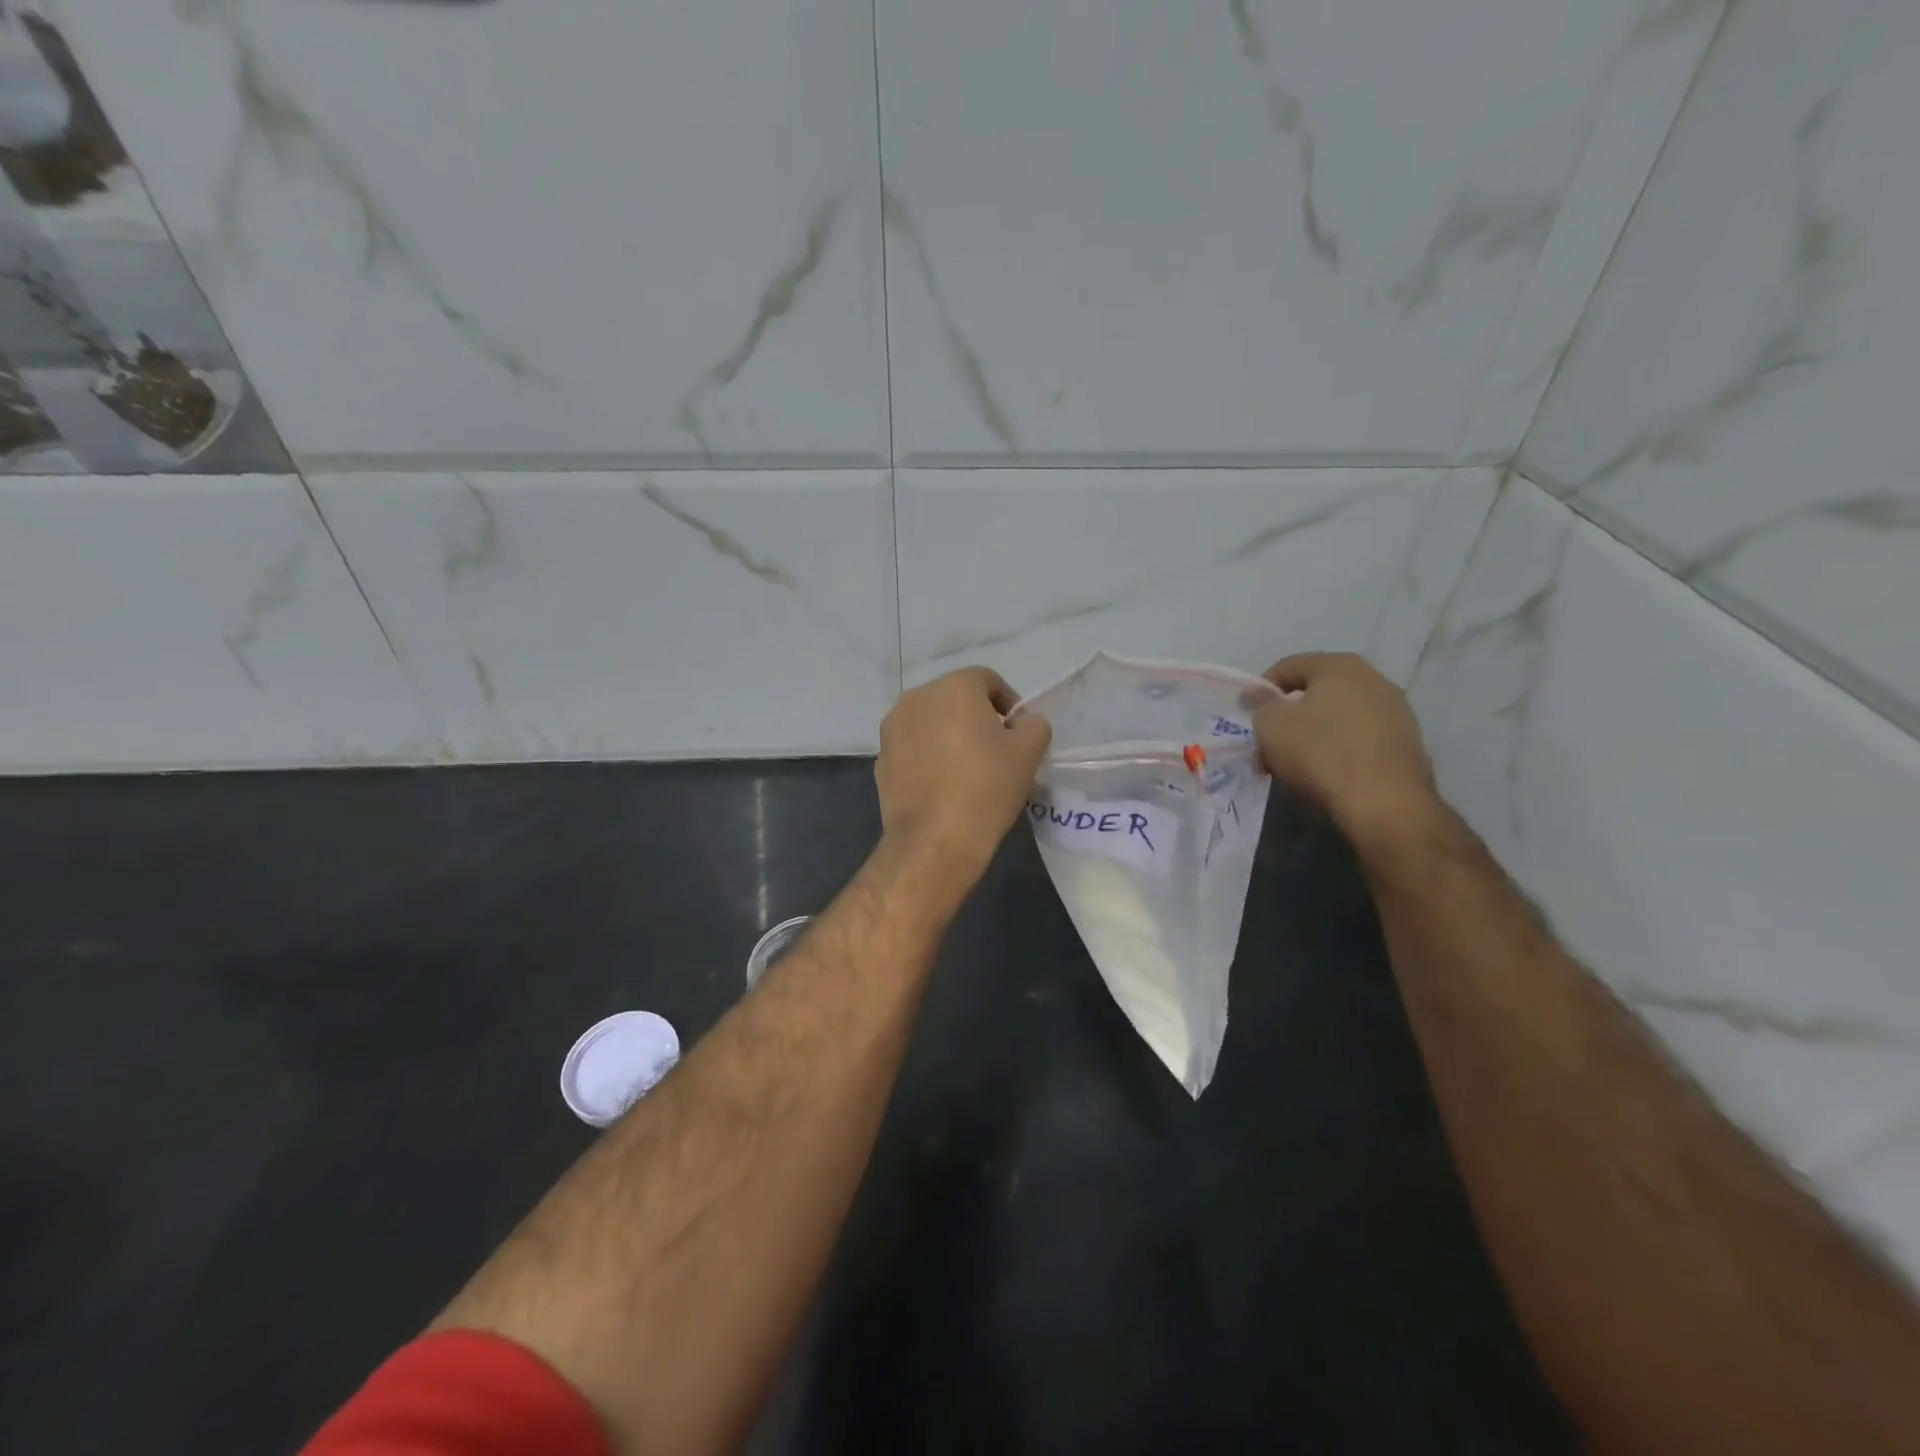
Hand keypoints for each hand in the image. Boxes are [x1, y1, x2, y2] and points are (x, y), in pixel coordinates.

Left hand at [875, 667, 1051, 885]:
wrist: (934, 839)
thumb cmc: (987, 787)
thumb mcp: (1029, 752)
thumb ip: (1033, 725)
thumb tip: (1022, 723)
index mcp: (954, 687)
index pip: (987, 680)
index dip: (1008, 703)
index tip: (1018, 733)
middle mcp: (917, 697)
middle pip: (955, 699)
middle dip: (977, 718)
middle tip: (996, 751)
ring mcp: (892, 728)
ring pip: (931, 722)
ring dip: (950, 735)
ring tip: (968, 769)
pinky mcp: (880, 759)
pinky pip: (913, 748)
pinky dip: (928, 757)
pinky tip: (942, 786)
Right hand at [1253, 653, 1439, 845]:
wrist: (1384, 803)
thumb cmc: (1320, 752)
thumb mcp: (1271, 725)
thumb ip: (1260, 706)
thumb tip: (1258, 697)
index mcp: (1341, 666)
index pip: (1289, 666)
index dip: (1261, 690)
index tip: (1248, 716)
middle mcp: (1375, 680)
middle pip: (1316, 694)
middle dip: (1288, 718)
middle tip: (1267, 745)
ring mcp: (1397, 714)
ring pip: (1338, 719)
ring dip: (1312, 737)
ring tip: (1292, 766)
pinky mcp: (1407, 747)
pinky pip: (1359, 742)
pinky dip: (1338, 753)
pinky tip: (1324, 777)